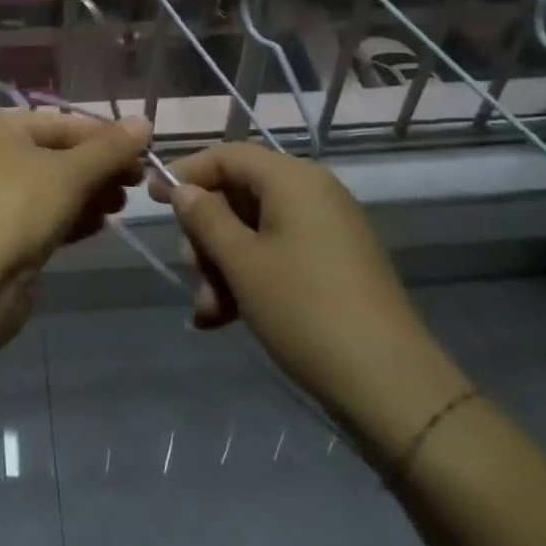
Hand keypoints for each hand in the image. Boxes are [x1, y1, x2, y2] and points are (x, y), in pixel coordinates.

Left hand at [0, 110, 150, 283]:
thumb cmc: (18, 207)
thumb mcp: (71, 173)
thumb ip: (110, 149)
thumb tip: (144, 122)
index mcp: (2, 129)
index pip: (63, 123)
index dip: (105, 136)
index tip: (143, 154)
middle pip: (59, 155)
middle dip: (99, 168)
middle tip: (137, 184)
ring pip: (53, 188)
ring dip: (89, 194)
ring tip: (120, 207)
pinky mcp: (4, 234)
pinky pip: (45, 216)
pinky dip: (72, 218)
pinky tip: (98, 226)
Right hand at [153, 144, 470, 466]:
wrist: (393, 389)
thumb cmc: (306, 310)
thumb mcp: (242, 263)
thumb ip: (205, 218)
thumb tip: (183, 190)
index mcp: (292, 179)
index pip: (227, 155)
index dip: (185, 172)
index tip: (151, 198)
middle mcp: (312, 193)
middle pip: (238, 194)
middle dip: (206, 235)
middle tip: (190, 271)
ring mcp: (326, 230)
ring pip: (254, 231)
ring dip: (223, 265)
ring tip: (209, 311)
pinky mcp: (334, 265)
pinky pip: (278, 255)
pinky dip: (250, 279)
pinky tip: (226, 318)